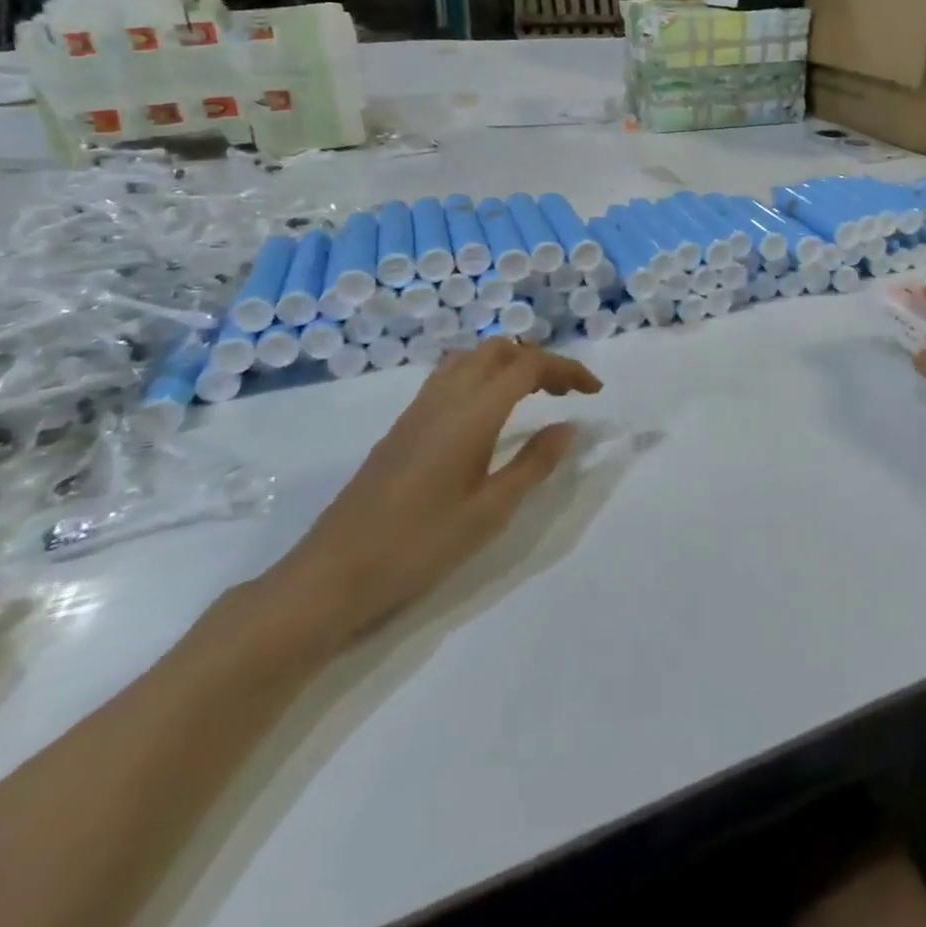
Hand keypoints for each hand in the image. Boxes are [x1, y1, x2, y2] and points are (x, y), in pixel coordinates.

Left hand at [258, 341, 601, 650]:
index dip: (566, 369)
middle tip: (565, 392)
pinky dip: (482, 376)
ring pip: (471, 359)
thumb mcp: (490, 511)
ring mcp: (418, 410)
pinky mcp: (402, 427)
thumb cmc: (419, 545)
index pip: (528, 366)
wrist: (332, 575)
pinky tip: (489, 413)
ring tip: (533, 395)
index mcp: (472, 413)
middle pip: (498, 351)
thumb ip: (534, 464)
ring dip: (508, 364)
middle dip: (539, 360)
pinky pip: (450, 377)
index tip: (594, 391)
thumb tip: (568, 427)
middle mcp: (445, 398)